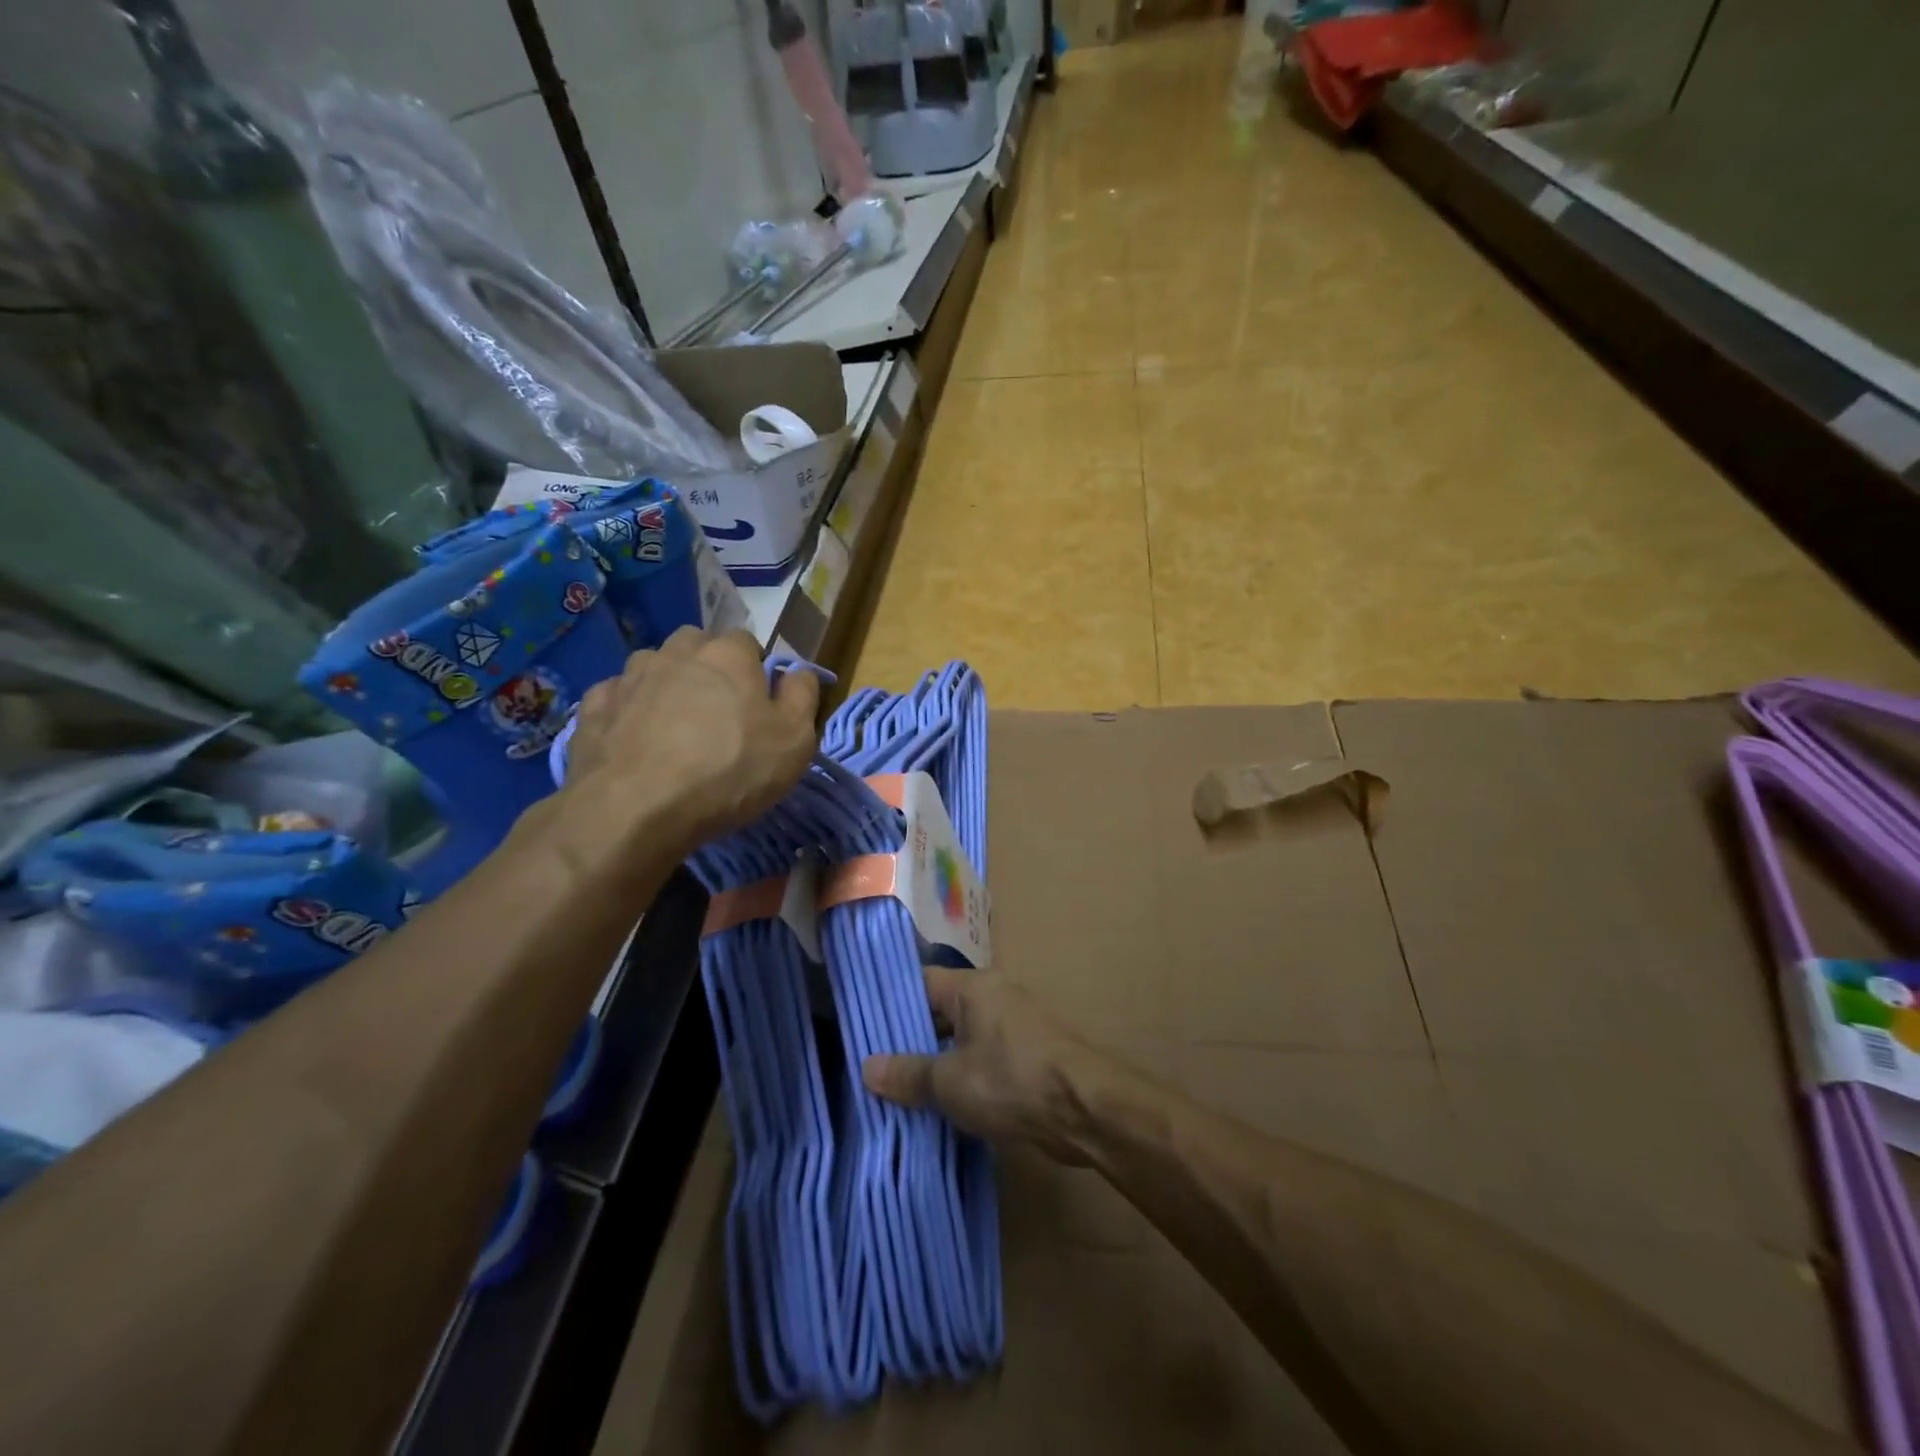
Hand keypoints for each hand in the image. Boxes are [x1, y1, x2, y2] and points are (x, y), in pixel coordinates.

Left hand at [561, 628, 818, 854]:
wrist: (635, 809)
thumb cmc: (728, 772)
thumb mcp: (794, 742)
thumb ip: (802, 697)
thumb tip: (798, 672)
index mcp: (728, 655)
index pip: (747, 643)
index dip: (754, 670)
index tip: (758, 704)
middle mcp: (677, 652)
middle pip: (697, 645)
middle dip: (708, 667)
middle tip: (717, 711)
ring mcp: (630, 676)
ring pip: (654, 665)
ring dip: (666, 684)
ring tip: (673, 726)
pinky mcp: (594, 707)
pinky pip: (617, 696)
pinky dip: (628, 709)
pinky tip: (635, 739)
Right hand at [862, 968, 1099, 1164]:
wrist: (1086, 1109)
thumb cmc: (1010, 1081)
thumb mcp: (948, 1081)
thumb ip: (907, 1073)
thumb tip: (867, 1067)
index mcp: (973, 987)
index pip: (921, 983)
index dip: (892, 1005)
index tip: (864, 1029)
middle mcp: (995, 996)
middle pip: (942, 1010)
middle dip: (912, 1039)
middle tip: (877, 1067)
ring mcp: (1015, 1025)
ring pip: (963, 1038)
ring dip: (939, 1062)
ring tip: (902, 1091)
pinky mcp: (1030, 1055)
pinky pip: (985, 1058)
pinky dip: (965, 1076)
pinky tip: (943, 1105)